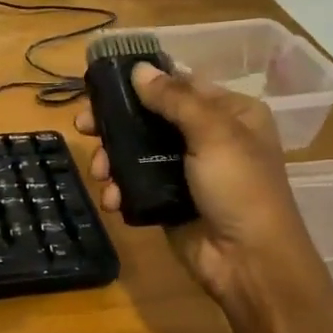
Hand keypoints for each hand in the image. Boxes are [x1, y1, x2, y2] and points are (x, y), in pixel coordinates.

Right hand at [76, 64, 326, 312]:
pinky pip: (135, 184)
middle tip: (83, 126)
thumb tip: (138, 69)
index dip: (142, 83)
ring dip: (111, 159)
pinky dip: (119, 188)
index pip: (181, 85)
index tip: (102, 84)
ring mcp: (186, 170)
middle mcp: (209, 137)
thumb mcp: (214, 134)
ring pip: (137, 151)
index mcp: (231, 113)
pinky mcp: (168, 200)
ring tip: (98, 170)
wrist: (248, 263)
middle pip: (151, 118)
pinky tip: (111, 198)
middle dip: (116, 123)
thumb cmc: (240, 188)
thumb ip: (174, 99)